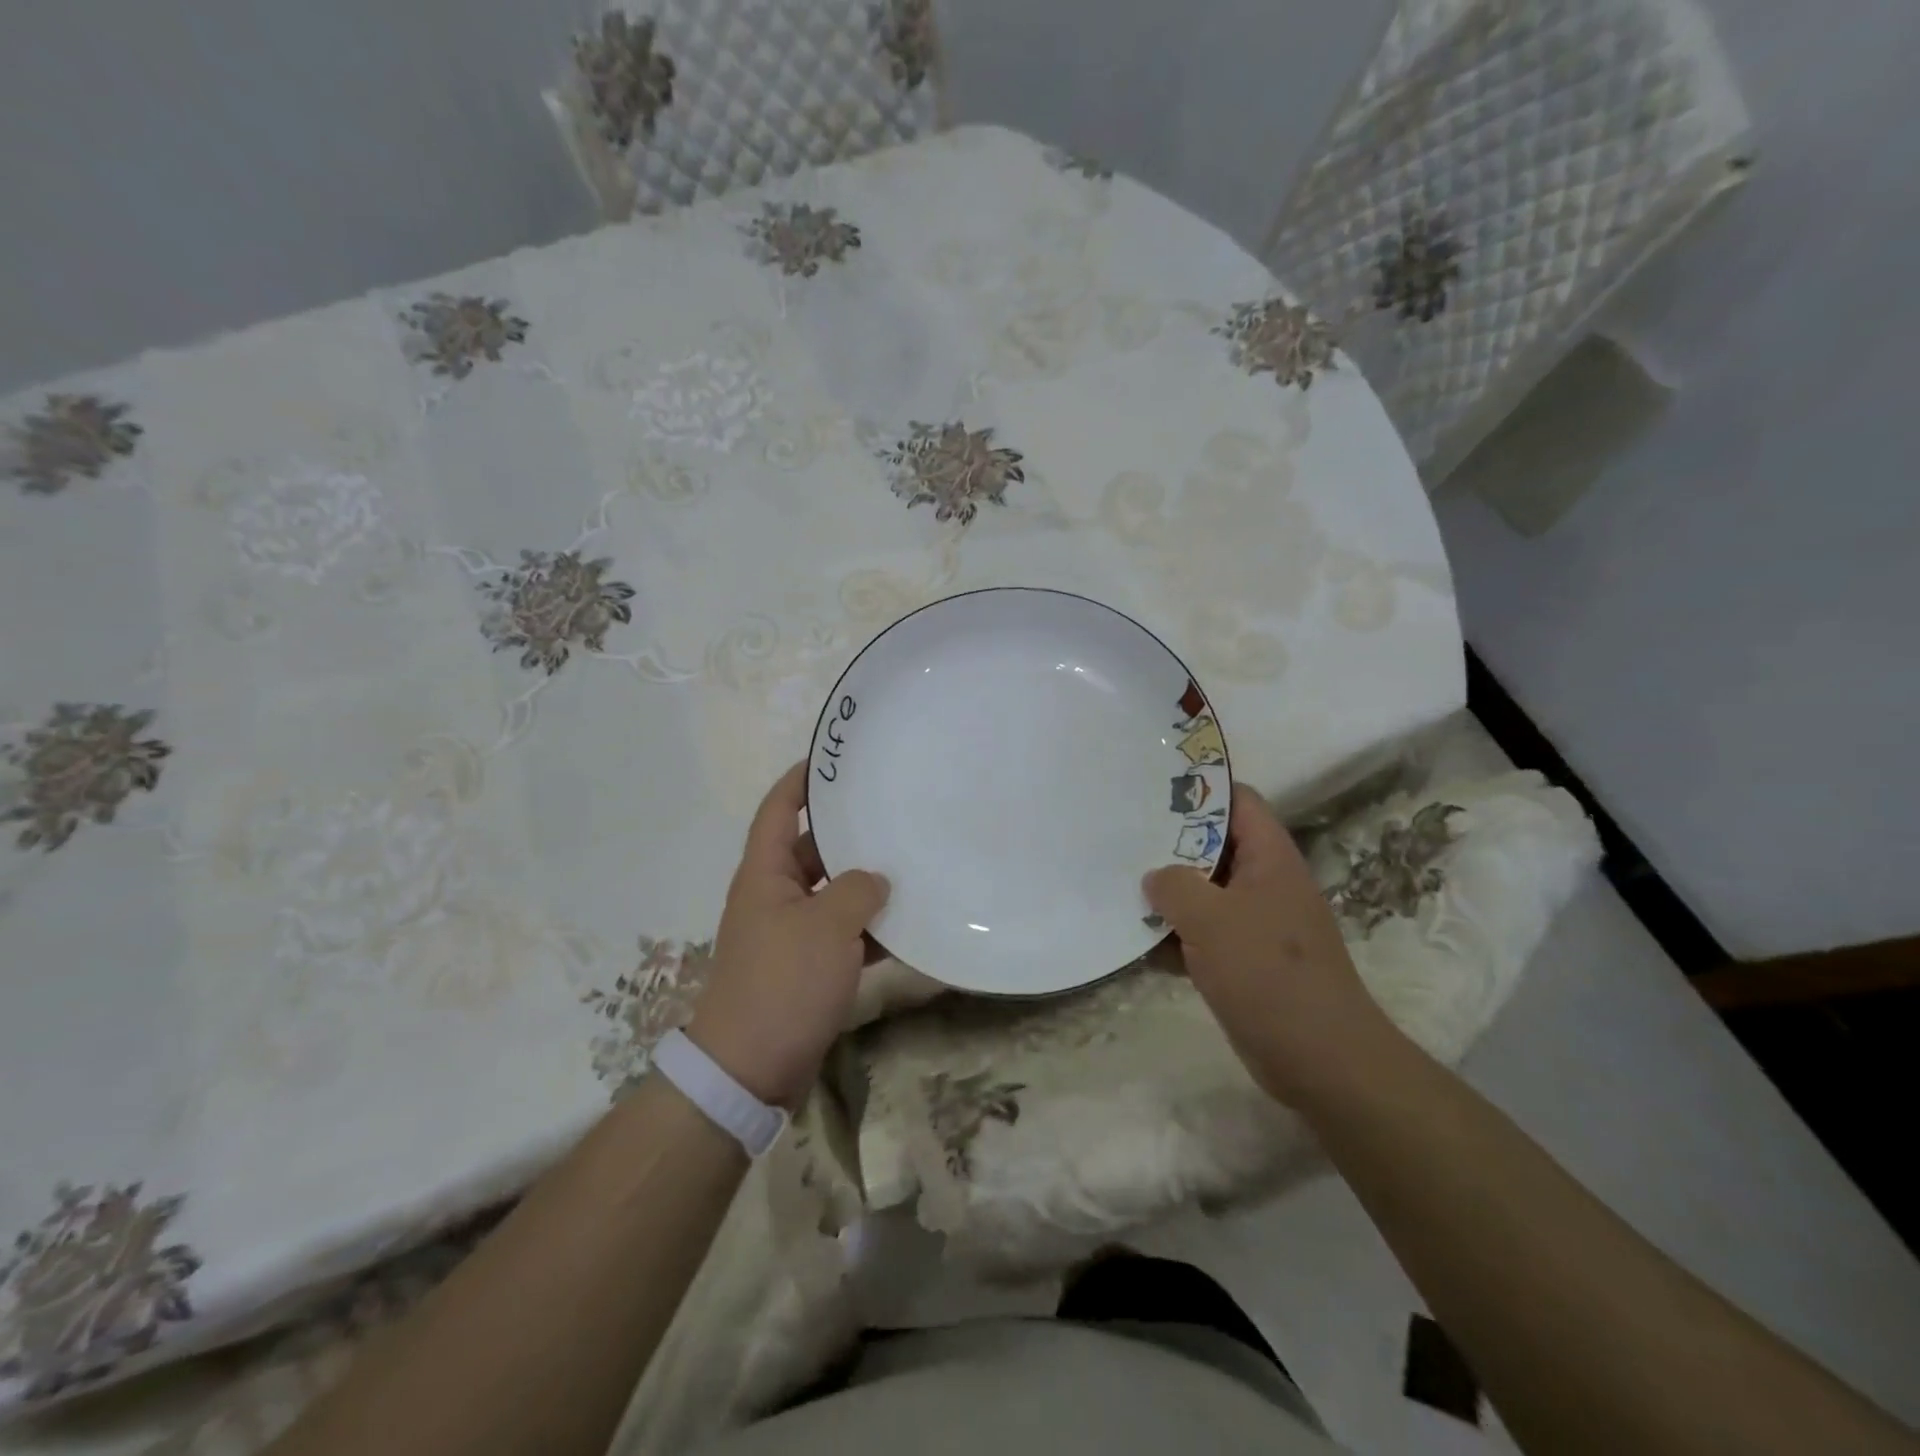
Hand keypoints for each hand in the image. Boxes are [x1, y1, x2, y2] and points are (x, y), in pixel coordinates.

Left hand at [687, 763, 888, 1107]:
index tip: (832, 760)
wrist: (751, 1068)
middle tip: (893, 812)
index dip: (800, 781)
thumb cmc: (783, 983)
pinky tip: (907, 928)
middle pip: (812, 850)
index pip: (778, 811)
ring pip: (832, 893)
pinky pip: (842, 933)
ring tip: (911, 864)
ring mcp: (791, 933)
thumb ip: (857, 890)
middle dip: (848, 833)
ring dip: (865, 884)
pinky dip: (868, 929)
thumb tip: (876, 880)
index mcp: (765, 874)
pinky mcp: (806, 966)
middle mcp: (774, 895)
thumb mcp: (826, 927)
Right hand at [1144, 783, 1394, 1106]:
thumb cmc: (1268, 973)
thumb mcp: (1211, 918)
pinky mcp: (1244, 960)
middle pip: (1212, 846)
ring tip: (1117, 884)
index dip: (1198, 789)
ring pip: (1203, 892)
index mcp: (1269, 858)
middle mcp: (1264, 882)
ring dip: (1166, 894)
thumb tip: (1155, 877)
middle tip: (1121, 836)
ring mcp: (1254, 923)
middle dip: (1168, 844)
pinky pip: (1202, 934)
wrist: (1319, 1059)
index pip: (1236, 801)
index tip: (1151, 789)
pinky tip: (1136, 942)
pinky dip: (1174, 936)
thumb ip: (1174, 885)